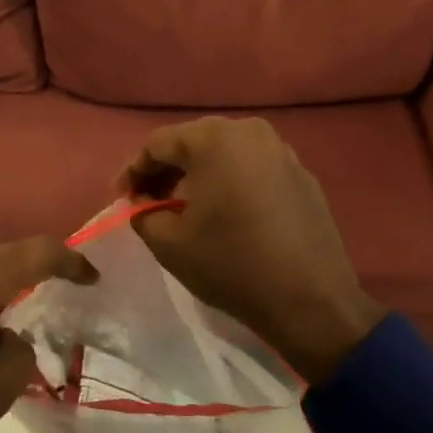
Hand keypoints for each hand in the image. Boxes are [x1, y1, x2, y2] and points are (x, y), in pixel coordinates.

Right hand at [119, 116, 384, 383]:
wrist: (310, 300)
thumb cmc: (231, 265)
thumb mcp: (168, 243)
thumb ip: (143, 213)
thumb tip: (143, 203)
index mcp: (214, 139)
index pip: (158, 144)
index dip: (133, 170)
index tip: (122, 198)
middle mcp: (249, 131)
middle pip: (192, 142)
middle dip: (166, 171)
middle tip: (149, 202)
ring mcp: (281, 150)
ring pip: (225, 153)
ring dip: (199, 176)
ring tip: (185, 209)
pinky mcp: (302, 174)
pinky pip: (252, 168)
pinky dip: (231, 182)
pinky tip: (226, 213)